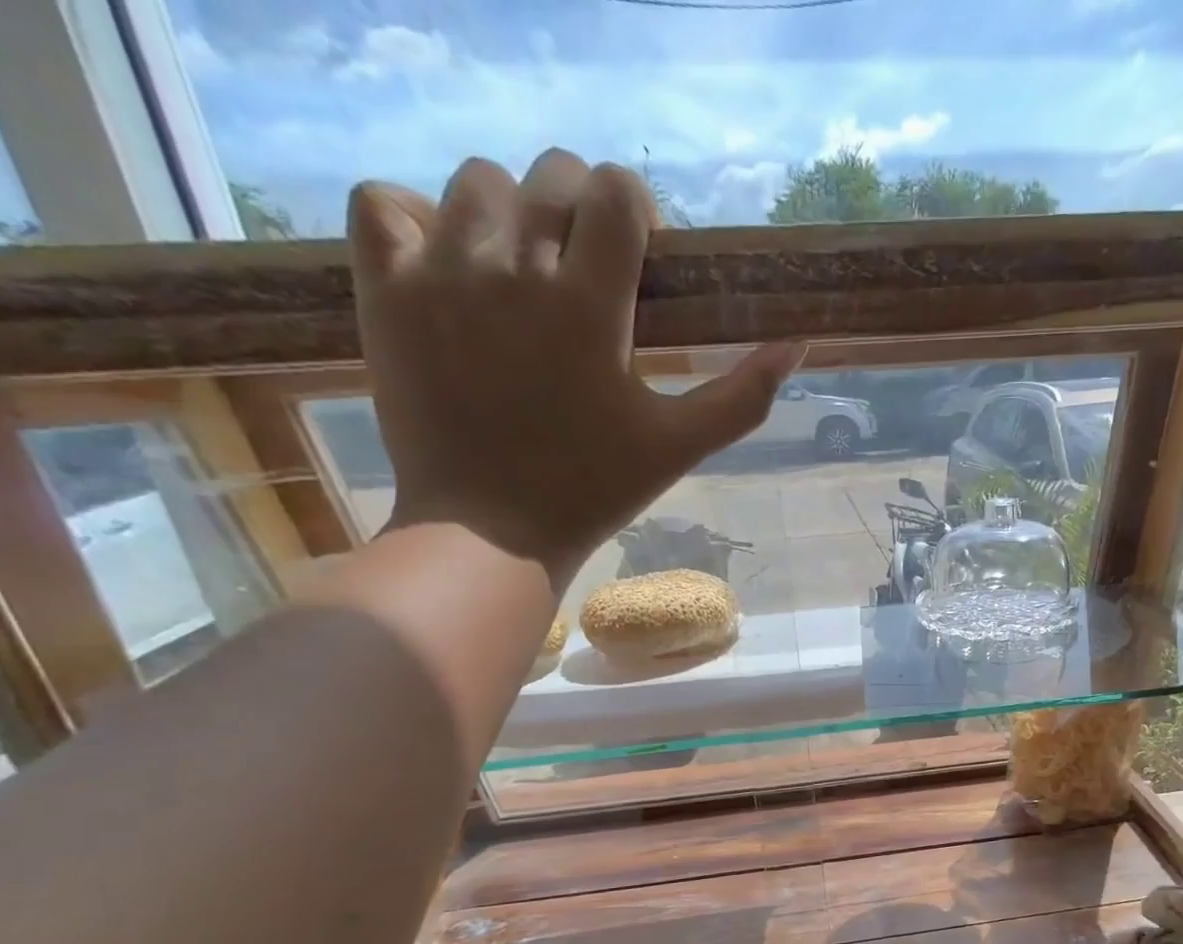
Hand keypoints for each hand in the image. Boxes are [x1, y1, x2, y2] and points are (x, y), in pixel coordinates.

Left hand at [347, 150, 802, 580]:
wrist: (489, 531)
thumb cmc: (592, 490)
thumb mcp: (679, 447)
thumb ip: (743, 396)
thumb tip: (798, 345)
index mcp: (589, 304)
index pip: (614, 190)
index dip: (634, 213)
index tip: (637, 260)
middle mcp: (513, 267)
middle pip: (550, 174)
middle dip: (579, 211)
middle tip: (584, 275)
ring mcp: (441, 273)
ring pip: (476, 182)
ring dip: (509, 215)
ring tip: (519, 276)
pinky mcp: (386, 290)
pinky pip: (384, 203)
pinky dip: (414, 217)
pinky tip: (444, 263)